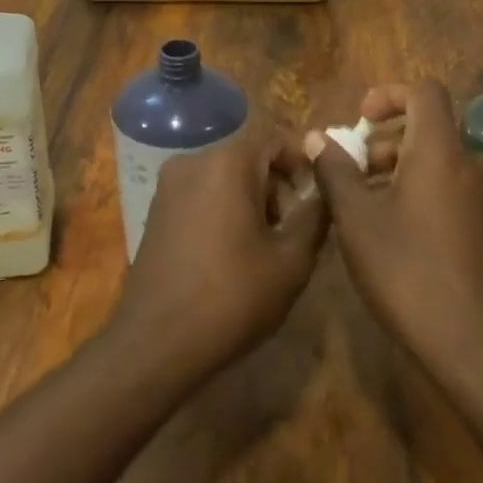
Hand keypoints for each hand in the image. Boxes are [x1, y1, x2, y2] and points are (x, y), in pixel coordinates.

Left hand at [111, 134, 326, 379]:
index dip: (303, 164)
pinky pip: (202, 195)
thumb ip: (315, 216)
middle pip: (249, 158)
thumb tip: (326, 190)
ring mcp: (169, 186)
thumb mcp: (291, 260)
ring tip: (266, 249)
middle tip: (294, 231)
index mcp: (227, 162)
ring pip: (225, 177)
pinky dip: (224, 211)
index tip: (317, 200)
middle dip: (278, 187)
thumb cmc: (232, 297)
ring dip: (252, 201)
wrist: (156, 344)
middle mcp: (193, 161)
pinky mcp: (156, 211)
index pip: (276, 139)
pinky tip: (232, 255)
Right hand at [308, 82, 482, 372]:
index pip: (424, 91)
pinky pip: (461, 192)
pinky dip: (430, 195)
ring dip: (406, 173)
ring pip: (444, 165)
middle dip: (388, 144)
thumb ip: (335, 171)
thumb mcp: (358, 221)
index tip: (361, 121)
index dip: (389, 95)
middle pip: (430, 131)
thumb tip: (316, 138)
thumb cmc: (410, 273)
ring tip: (373, 210)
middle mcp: (476, 163)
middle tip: (356, 176)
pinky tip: (407, 238)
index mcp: (442, 151)